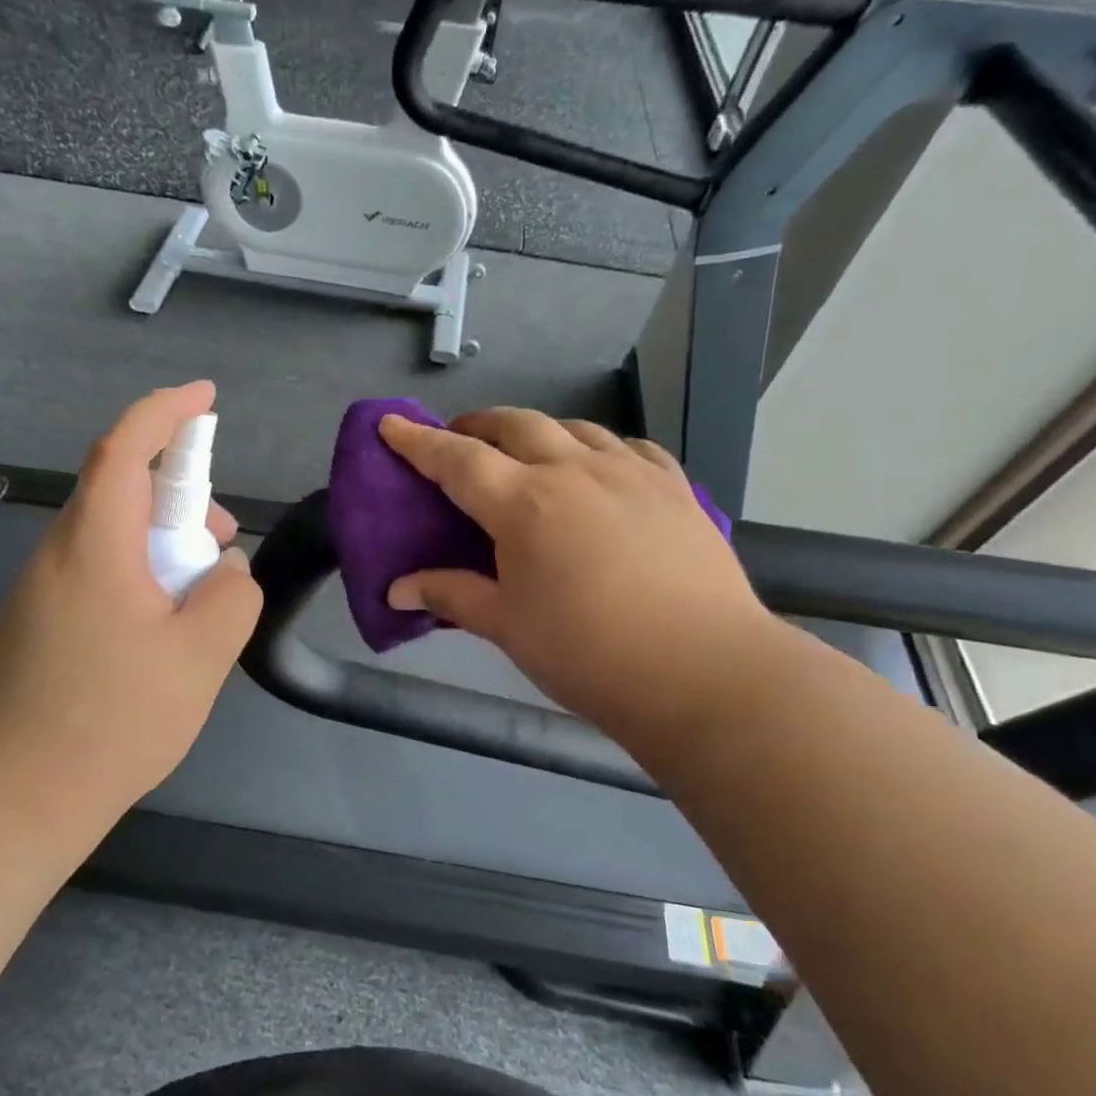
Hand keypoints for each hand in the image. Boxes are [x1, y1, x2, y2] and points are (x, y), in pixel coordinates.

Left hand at [0, 382, 262, 807]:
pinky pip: (95, 572)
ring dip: (160, 543)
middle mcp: (58, 555)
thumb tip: (222, 572)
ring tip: (199, 595)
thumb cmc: (113, 719)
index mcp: (94, 546)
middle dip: (179, 497)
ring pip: (109, 536)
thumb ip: (230, 596)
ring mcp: (40, 591)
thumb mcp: (201, 656)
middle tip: (219, 544)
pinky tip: (160, 629)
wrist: (11, 795)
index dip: (165, 412)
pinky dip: (137, 574)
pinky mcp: (36, 624)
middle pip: (120, 491)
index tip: (205, 397)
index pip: (125, 449)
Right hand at [379, 408, 776, 748]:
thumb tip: (396, 590)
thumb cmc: (588, 653)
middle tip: (459, 440)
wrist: (704, 672)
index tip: (391, 423)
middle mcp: (574, 471)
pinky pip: (629, 448)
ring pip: (574, 428)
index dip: (417, 441)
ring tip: (526, 453)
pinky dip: (599, 448)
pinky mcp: (674, 488)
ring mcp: (630, 473)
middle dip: (478, 425)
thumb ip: (451, 595)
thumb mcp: (507, 626)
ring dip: (538, 431)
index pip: (456, 460)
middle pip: (516, 425)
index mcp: (524, 504)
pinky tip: (599, 468)